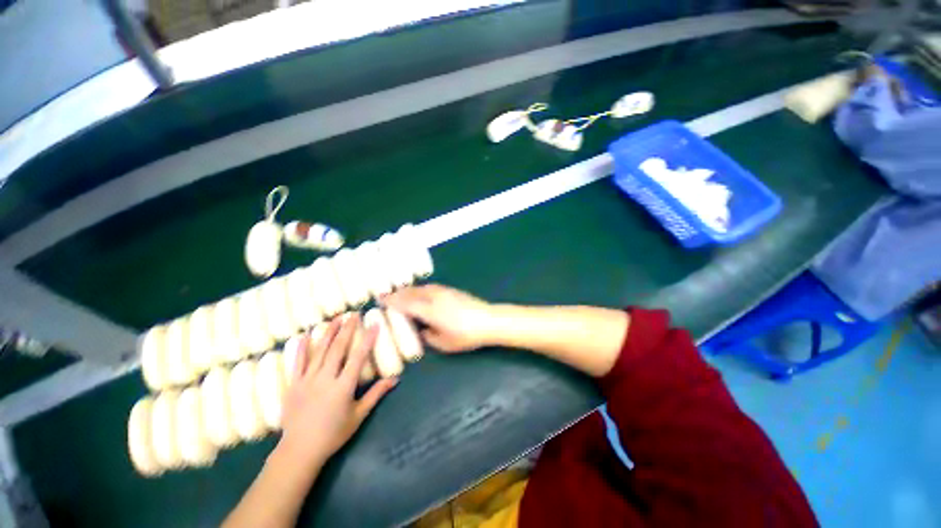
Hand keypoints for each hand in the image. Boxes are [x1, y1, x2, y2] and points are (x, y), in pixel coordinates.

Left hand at [278, 315, 397, 466]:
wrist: (299, 451)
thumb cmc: (333, 434)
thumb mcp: (359, 415)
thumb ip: (376, 394)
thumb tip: (395, 379)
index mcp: (343, 387)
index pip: (358, 357)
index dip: (367, 339)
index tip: (374, 324)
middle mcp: (325, 379)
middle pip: (338, 349)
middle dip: (347, 329)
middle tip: (354, 314)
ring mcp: (307, 381)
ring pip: (319, 351)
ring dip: (328, 333)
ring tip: (336, 318)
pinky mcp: (293, 385)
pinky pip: (297, 363)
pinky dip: (301, 348)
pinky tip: (304, 335)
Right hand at [382, 284, 495, 352]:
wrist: (489, 320)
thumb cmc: (466, 335)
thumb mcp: (444, 343)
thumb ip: (428, 336)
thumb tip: (421, 331)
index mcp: (429, 310)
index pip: (405, 303)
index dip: (392, 301)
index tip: (380, 299)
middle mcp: (434, 297)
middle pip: (412, 292)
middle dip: (398, 293)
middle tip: (387, 295)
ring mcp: (444, 291)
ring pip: (421, 288)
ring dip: (409, 290)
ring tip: (402, 293)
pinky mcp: (452, 290)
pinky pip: (430, 287)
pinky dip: (420, 289)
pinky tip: (421, 293)